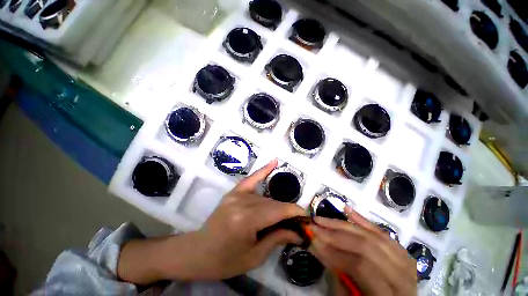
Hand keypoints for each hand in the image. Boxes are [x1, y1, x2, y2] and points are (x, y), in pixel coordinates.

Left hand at [189, 159, 306, 279]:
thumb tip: (299, 233)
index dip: (294, 212)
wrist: (198, 252)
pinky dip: (263, 171)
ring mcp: (236, 195)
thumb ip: (278, 238)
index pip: (278, 211)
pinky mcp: (233, 192)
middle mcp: (242, 203)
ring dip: (277, 205)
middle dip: (287, 211)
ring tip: (285, 214)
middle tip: (297, 222)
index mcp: (247, 220)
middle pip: (272, 203)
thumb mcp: (254, 256)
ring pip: (265, 197)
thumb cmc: (225, 260)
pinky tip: (274, 162)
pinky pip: (251, 179)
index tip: (306, 216)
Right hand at [309, 208, 416, 295]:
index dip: (334, 252)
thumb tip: (317, 245)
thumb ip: (336, 275)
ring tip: (323, 219)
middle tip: (315, 225)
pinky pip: (382, 233)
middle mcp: (403, 276)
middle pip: (367, 247)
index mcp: (390, 295)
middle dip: (335, 233)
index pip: (360, 266)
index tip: (312, 239)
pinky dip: (363, 220)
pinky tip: (347, 210)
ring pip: (372, 236)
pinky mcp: (402, 252)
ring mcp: (405, 262)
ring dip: (344, 224)